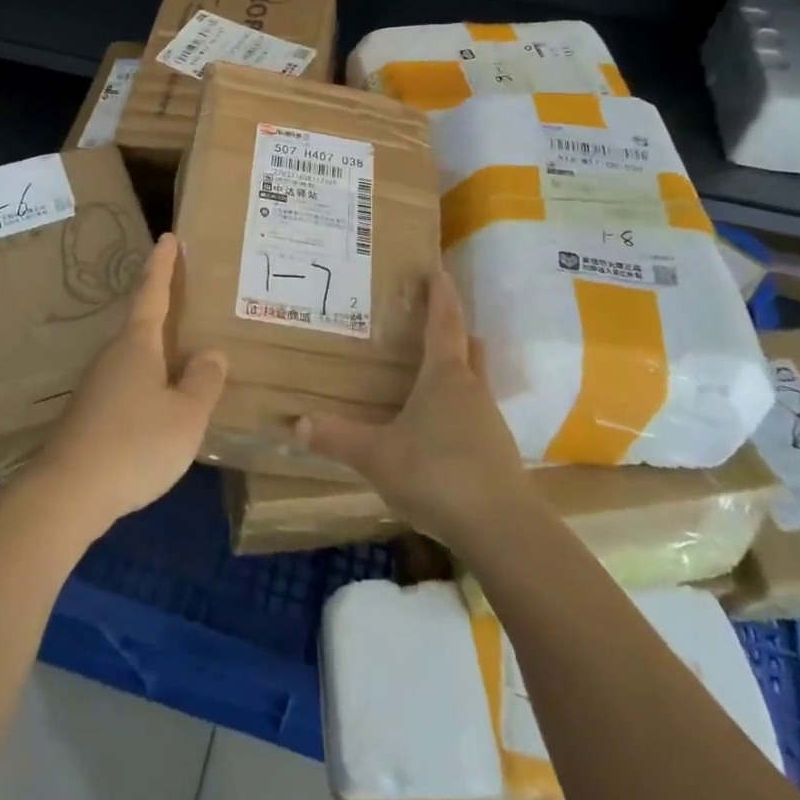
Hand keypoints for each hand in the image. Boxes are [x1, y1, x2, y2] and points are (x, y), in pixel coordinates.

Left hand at [36, 233, 226, 532]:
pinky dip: (147, 378)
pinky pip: (126, 382)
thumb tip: (211, 354)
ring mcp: (97, 386)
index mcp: (137, 344)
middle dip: (160, 303)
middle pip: (140, 321)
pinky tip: (159, 400)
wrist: (68, 493)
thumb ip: (203, 382)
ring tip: (182, 350)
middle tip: (186, 293)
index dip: (162, 264)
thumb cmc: (135, 444)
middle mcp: (113, 356)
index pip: (151, 292)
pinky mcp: (90, 414)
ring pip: (133, 355)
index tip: (168, 237)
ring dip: (155, 347)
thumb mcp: (186, 415)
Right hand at [298, 270, 533, 551]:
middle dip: (453, 329)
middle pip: (467, 347)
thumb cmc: (437, 474)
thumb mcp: (378, 456)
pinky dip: (458, 407)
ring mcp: (490, 421)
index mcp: (445, 376)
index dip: (441, 295)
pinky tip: (439, 428)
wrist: (502, 528)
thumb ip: (338, 438)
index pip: (444, 323)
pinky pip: (475, 414)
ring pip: (474, 381)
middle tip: (432, 318)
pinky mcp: (498, 452)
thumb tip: (297, 422)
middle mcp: (472, 389)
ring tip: (428, 374)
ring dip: (457, 370)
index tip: (439, 270)